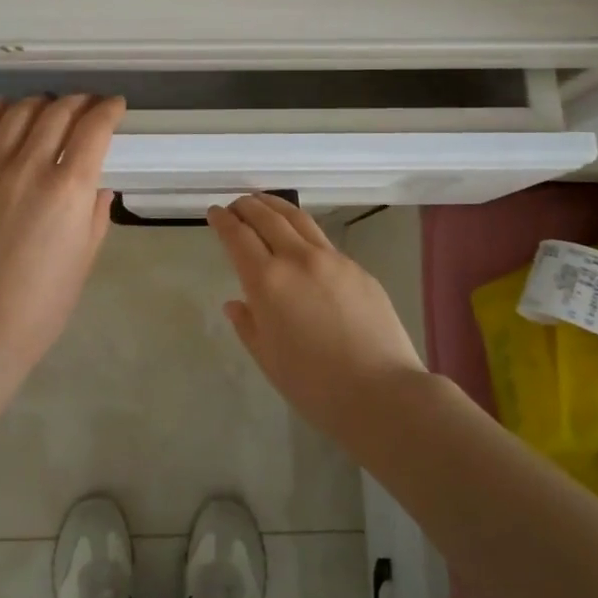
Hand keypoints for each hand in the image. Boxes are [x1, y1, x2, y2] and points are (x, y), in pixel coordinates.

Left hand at [0, 95, 125, 366]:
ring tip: (47, 105)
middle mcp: (30, 167)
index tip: (115, 106)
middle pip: (57, 113)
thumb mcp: (86, 257)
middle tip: (86, 105)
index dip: (108, 109)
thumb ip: (95, 213)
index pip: (94, 128)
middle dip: (78, 102)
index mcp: (69, 188)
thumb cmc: (44, 302)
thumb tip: (96, 185)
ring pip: (17, 114)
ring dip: (39, 103)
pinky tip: (3, 106)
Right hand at [207, 194, 426, 441]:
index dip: (223, 221)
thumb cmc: (315, 386)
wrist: (382, 393)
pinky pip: (323, 241)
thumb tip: (236, 303)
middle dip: (247, 206)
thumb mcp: (268, 359)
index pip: (238, 236)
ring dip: (276, 207)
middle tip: (236, 204)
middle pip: (267, 217)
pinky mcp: (358, 269)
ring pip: (298, 219)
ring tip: (264, 204)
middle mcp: (298, 259)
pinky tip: (302, 242)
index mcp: (267, 281)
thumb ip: (248, 325)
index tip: (214, 212)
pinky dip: (303, 232)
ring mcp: (332, 260)